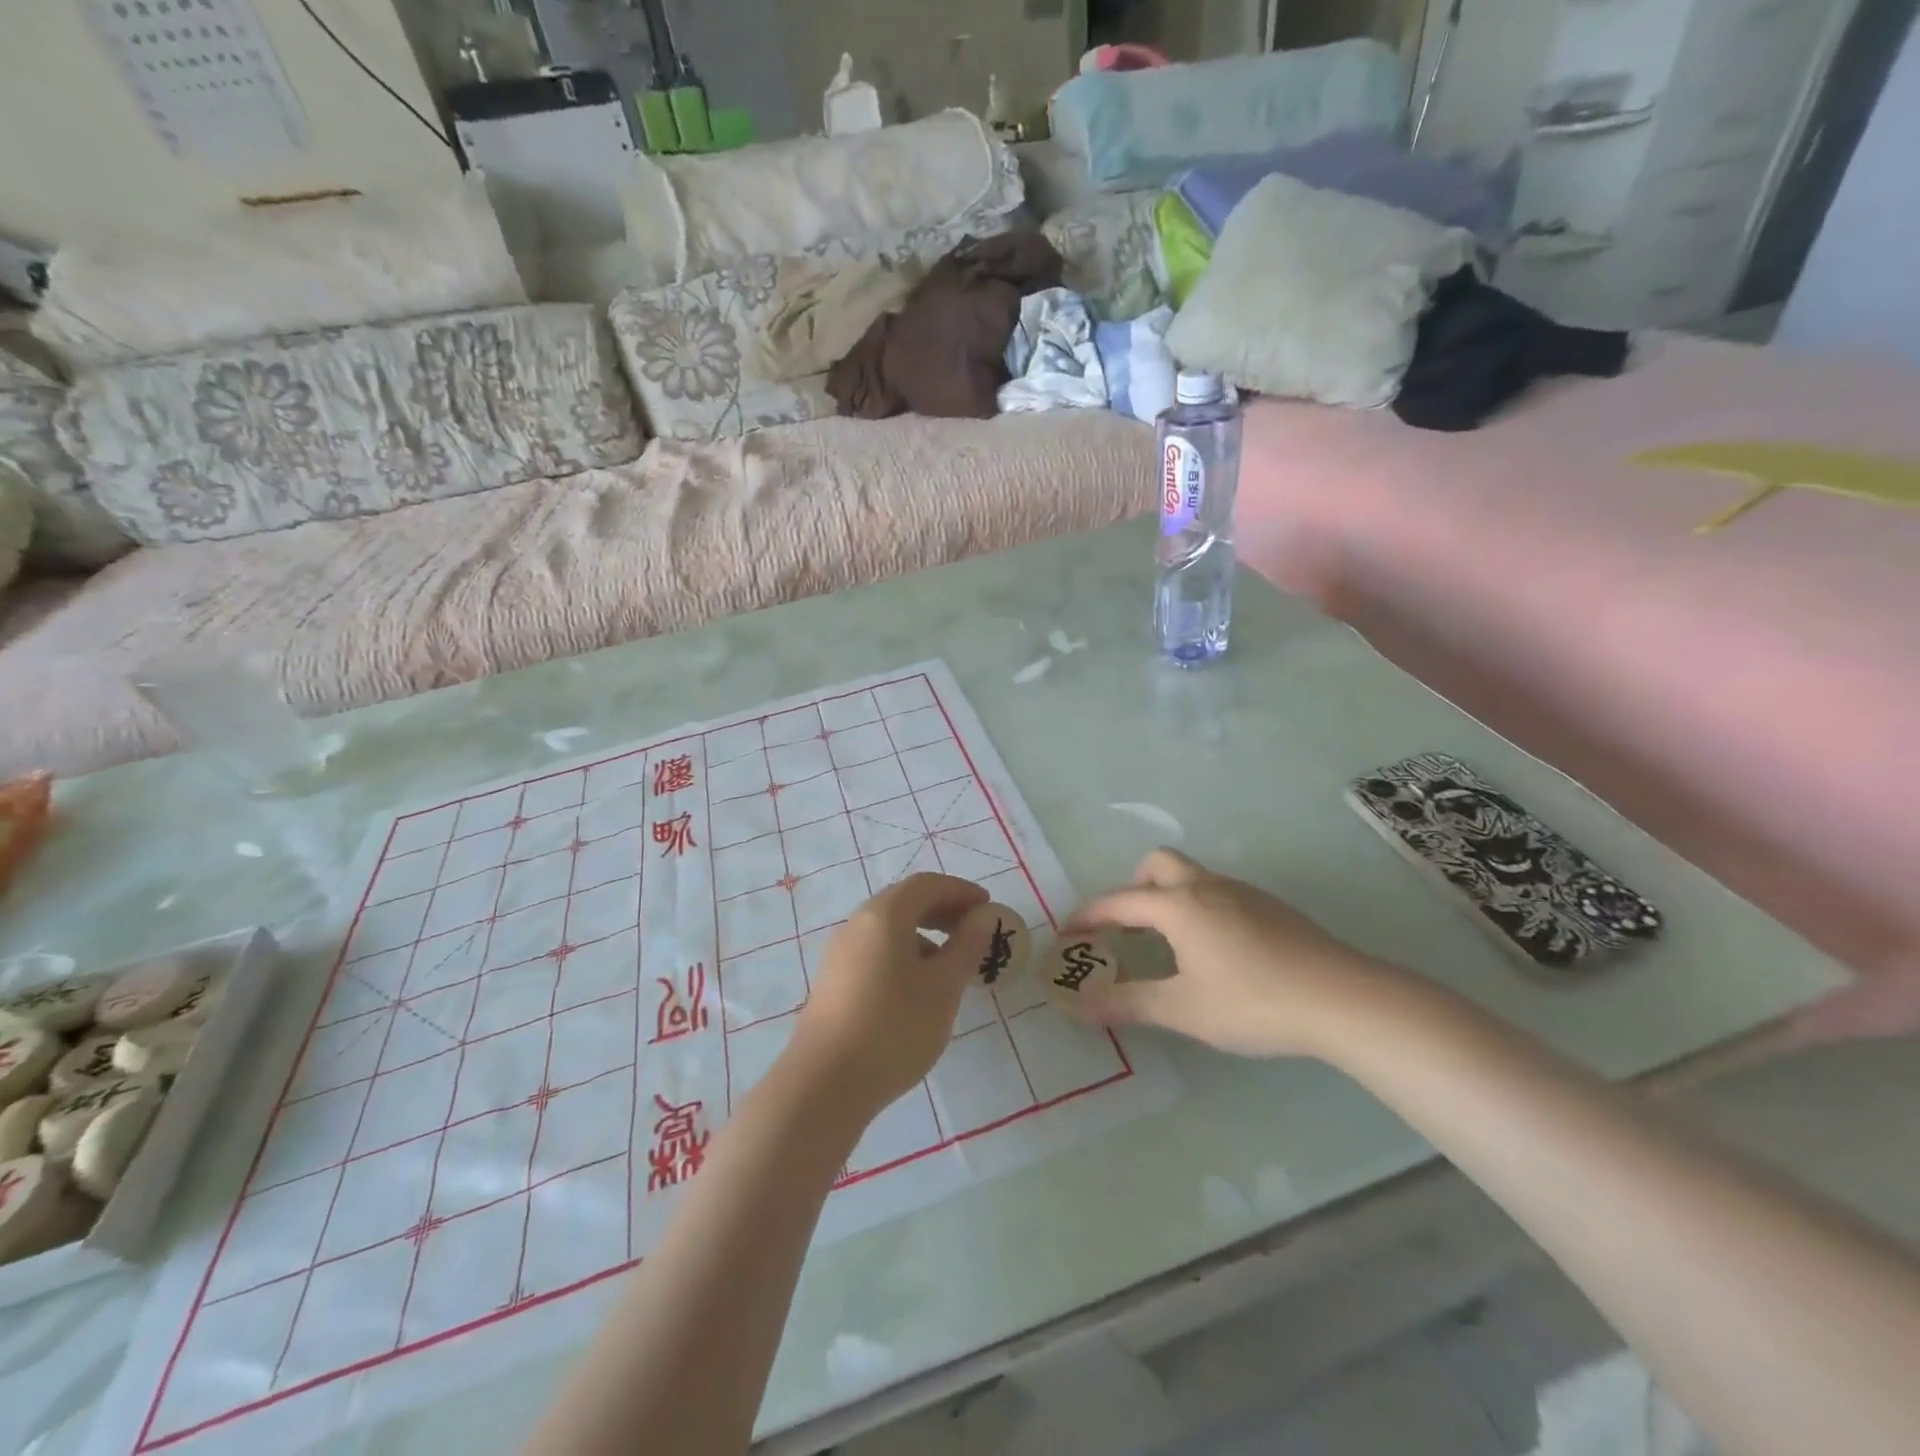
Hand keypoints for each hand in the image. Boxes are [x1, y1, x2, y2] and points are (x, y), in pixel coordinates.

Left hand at [784, 873, 993, 1113]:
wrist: (824, 1085)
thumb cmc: (894, 1028)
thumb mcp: (943, 987)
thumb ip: (967, 946)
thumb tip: (983, 916)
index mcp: (884, 914)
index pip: (927, 885)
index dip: (961, 891)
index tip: (988, 907)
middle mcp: (857, 923)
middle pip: (905, 901)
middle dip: (943, 910)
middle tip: (973, 931)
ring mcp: (840, 952)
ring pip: (889, 928)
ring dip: (924, 933)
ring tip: (951, 964)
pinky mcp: (833, 980)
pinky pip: (876, 950)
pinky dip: (904, 953)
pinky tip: (917, 987)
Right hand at [1065, 849, 1400, 1058]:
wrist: (1342, 998)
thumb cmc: (1252, 1002)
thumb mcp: (1183, 1009)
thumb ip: (1127, 1003)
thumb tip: (1077, 1006)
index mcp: (1178, 905)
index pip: (1120, 901)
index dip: (1089, 915)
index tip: (1069, 932)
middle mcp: (1206, 886)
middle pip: (1158, 864)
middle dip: (1134, 887)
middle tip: (1127, 927)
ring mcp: (1243, 893)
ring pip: (1193, 876)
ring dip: (1169, 897)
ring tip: (1169, 943)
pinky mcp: (1271, 907)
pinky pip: (1219, 893)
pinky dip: (1200, 908)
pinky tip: (1216, 951)